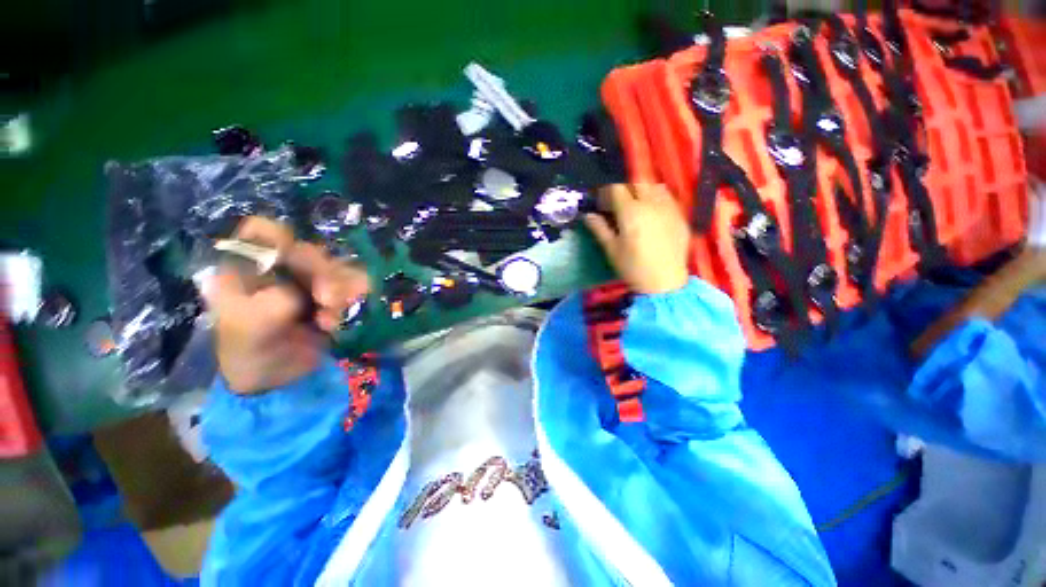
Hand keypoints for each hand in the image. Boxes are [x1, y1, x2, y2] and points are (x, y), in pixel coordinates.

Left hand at [200, 217, 369, 394]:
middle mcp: (281, 268)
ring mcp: (310, 281)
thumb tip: (302, 291)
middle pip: (310, 250)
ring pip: (339, 267)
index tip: (292, 262)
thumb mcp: (248, 328)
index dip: (279, 238)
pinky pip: (356, 285)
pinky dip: (354, 301)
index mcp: (247, 268)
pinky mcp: (335, 294)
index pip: (261, 232)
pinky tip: (338, 322)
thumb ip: (272, 303)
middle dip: (324, 275)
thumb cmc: (250, 352)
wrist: (279, 379)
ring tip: (330, 320)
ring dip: (342, 292)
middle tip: (327, 300)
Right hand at [584, 184, 690, 294]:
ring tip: (636, 204)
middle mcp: (651, 204)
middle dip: (624, 188)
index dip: (606, 190)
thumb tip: (588, 215)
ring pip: (654, 186)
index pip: (616, 188)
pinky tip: (652, 213)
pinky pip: (667, 197)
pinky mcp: (680, 215)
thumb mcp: (611, 249)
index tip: (601, 200)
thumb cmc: (633, 267)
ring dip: (641, 189)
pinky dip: (656, 198)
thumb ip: (599, 228)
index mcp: (631, 212)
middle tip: (617, 202)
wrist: (665, 282)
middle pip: (636, 182)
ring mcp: (669, 208)